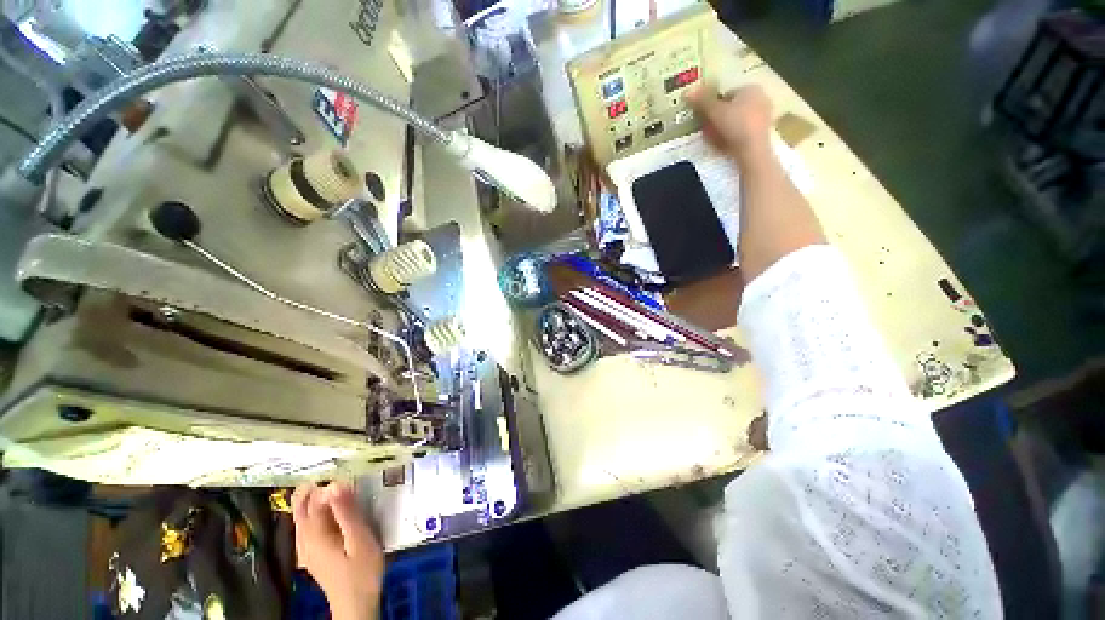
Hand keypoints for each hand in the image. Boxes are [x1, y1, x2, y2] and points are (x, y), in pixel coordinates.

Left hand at [292, 482, 383, 619]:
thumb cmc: (362, 571)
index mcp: (314, 534)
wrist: (356, 604)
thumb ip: (347, 512)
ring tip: (341, 488)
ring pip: (302, 514)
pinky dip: (318, 510)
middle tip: (340, 476)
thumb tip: (336, 483)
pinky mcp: (312, 552)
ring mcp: (306, 547)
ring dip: (317, 498)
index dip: (329, 484)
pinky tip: (334, 510)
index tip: (349, 476)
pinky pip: (308, 524)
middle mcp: (304, 538)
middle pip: (300, 506)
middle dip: (316, 487)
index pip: (313, 499)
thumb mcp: (359, 539)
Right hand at [688, 84, 773, 162]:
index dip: (712, 105)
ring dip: (722, 130)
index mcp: (751, 88)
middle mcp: (760, 99)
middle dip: (717, 118)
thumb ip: (702, 101)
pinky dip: (730, 138)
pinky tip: (721, 147)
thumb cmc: (735, 125)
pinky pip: (741, 133)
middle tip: (705, 129)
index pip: (726, 94)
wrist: (752, 150)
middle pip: (732, 108)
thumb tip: (687, 91)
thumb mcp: (715, 112)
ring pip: (736, 122)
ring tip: (711, 140)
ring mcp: (763, 117)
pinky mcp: (761, 134)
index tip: (702, 116)